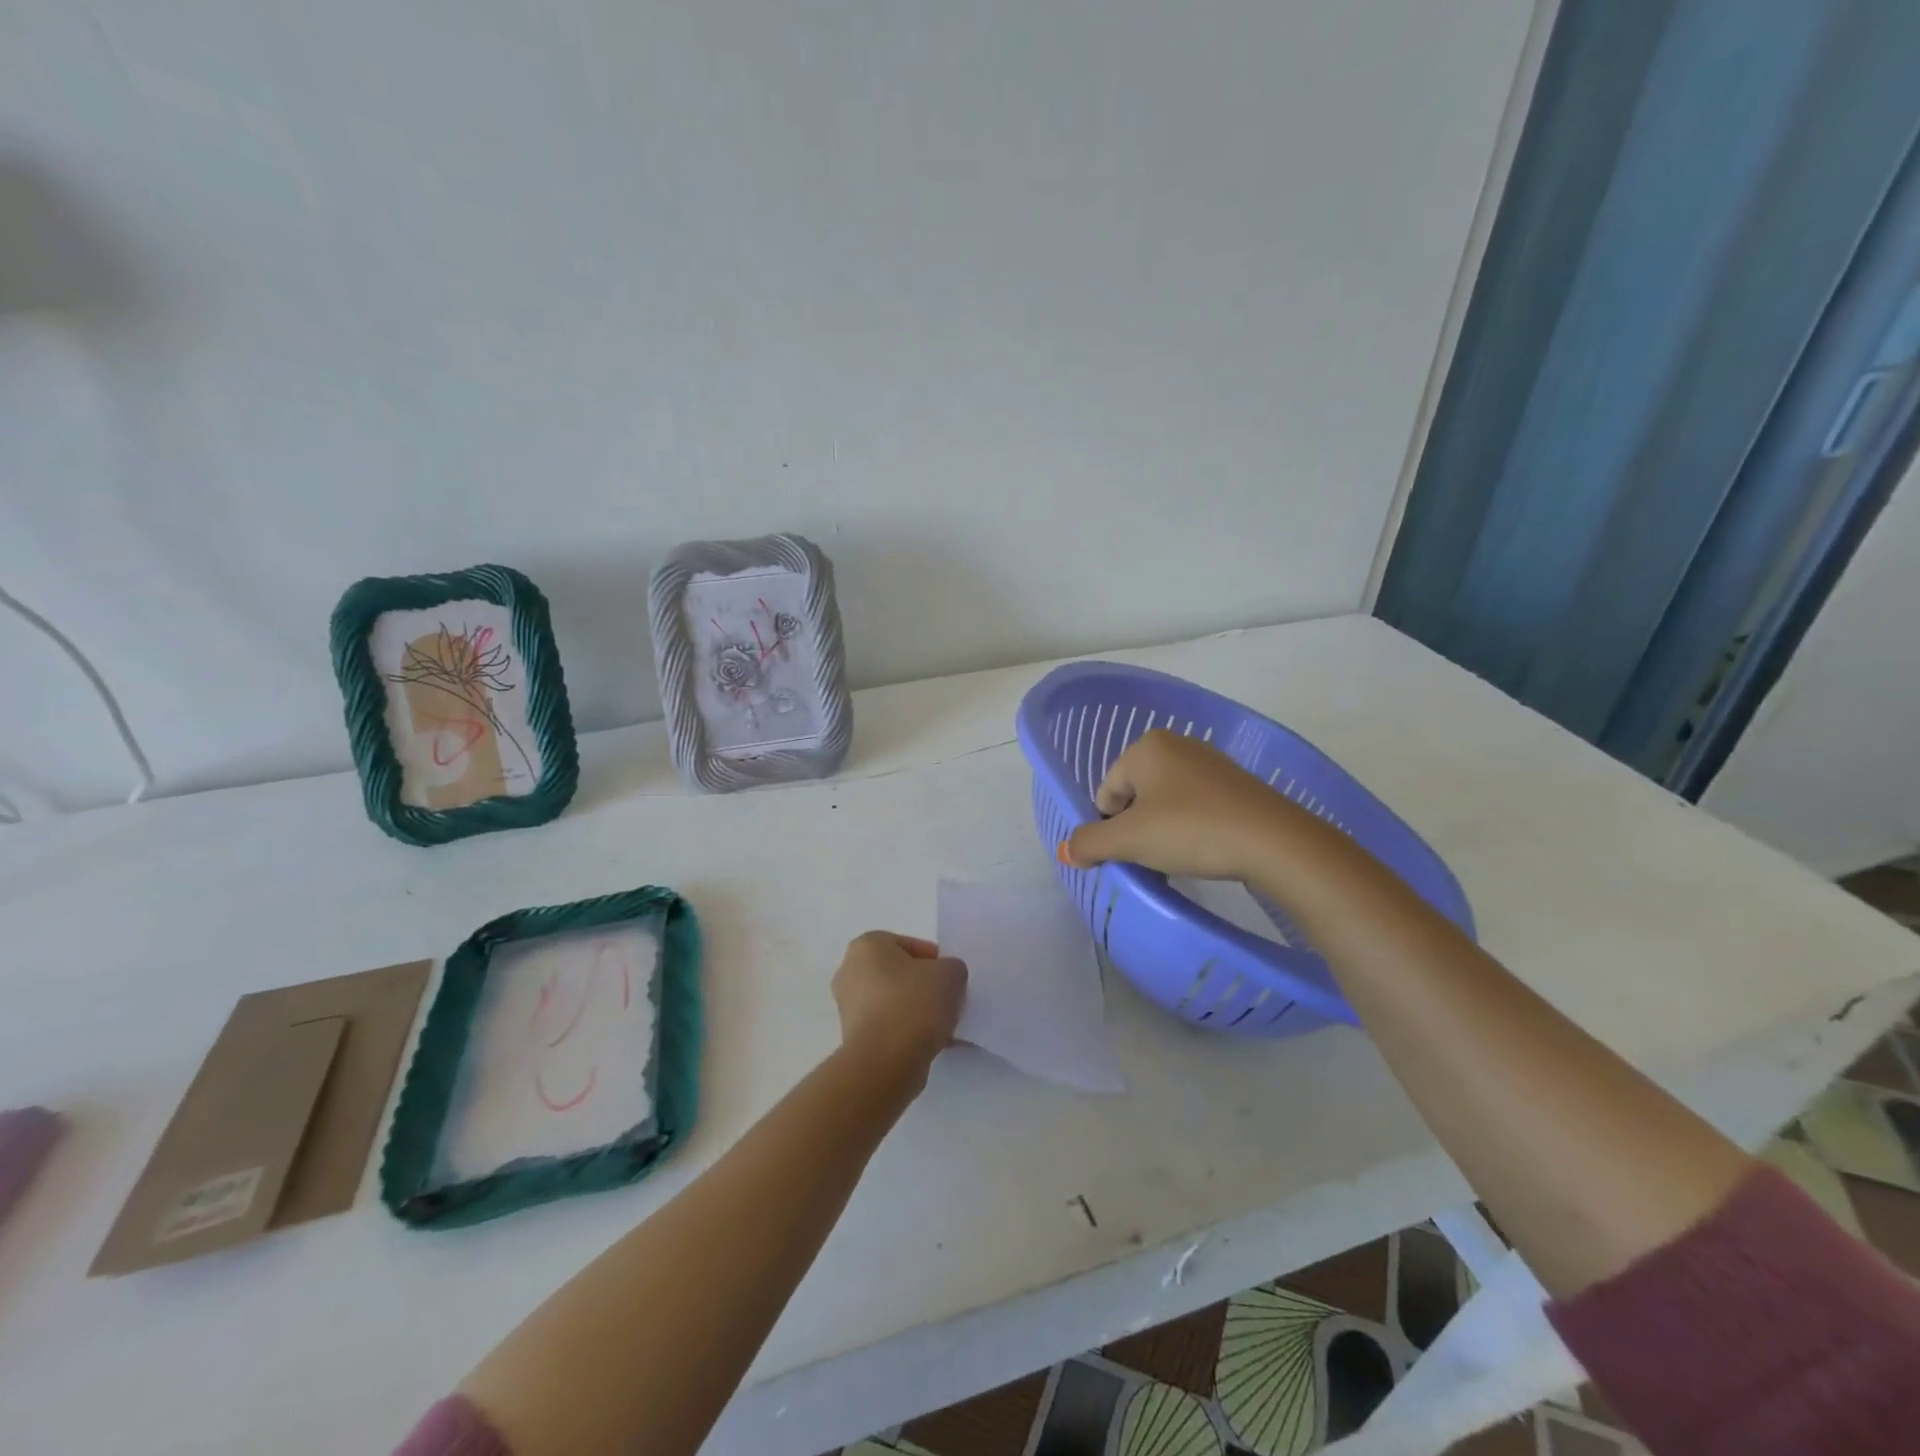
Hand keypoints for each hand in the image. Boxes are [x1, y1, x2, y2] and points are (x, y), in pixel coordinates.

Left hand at [832, 931, 967, 1081]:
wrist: (886, 1062)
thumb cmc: (914, 1003)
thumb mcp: (951, 973)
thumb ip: (952, 968)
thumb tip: (945, 979)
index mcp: (867, 945)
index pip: (910, 945)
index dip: (936, 961)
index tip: (951, 980)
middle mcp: (850, 971)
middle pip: (900, 974)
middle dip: (926, 987)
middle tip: (948, 1001)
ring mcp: (848, 1007)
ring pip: (895, 1002)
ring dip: (919, 1012)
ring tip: (944, 1027)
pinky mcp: (853, 1038)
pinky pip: (889, 1027)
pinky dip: (908, 1033)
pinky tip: (932, 1045)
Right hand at [1061, 729, 1287, 880]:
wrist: (1273, 841)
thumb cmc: (1190, 830)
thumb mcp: (1130, 840)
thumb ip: (1090, 842)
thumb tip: (1064, 850)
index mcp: (1147, 746)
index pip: (1107, 791)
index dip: (1110, 826)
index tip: (1129, 852)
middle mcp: (1178, 744)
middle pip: (1136, 794)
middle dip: (1137, 826)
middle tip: (1151, 856)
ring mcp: (1211, 762)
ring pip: (1167, 801)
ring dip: (1163, 829)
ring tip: (1179, 856)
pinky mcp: (1237, 784)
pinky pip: (1197, 804)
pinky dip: (1192, 826)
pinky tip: (1204, 848)